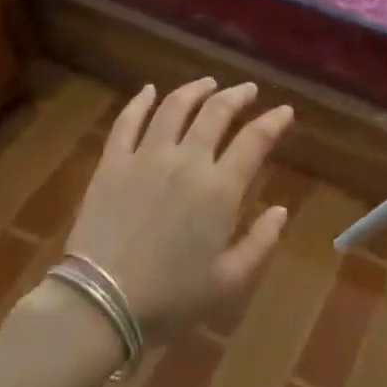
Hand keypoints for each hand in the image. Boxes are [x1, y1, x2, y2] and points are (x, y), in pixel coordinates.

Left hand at [64, 78, 292, 340]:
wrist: (102, 303)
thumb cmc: (171, 298)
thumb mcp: (228, 282)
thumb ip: (260, 243)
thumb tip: (281, 210)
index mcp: (219, 188)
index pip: (254, 140)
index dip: (273, 121)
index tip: (284, 111)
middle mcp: (187, 160)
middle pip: (216, 112)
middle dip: (237, 96)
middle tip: (248, 90)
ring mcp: (146, 156)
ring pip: (174, 107)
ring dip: (195, 90)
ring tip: (208, 83)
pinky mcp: (113, 161)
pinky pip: (128, 121)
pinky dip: (140, 101)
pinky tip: (149, 91)